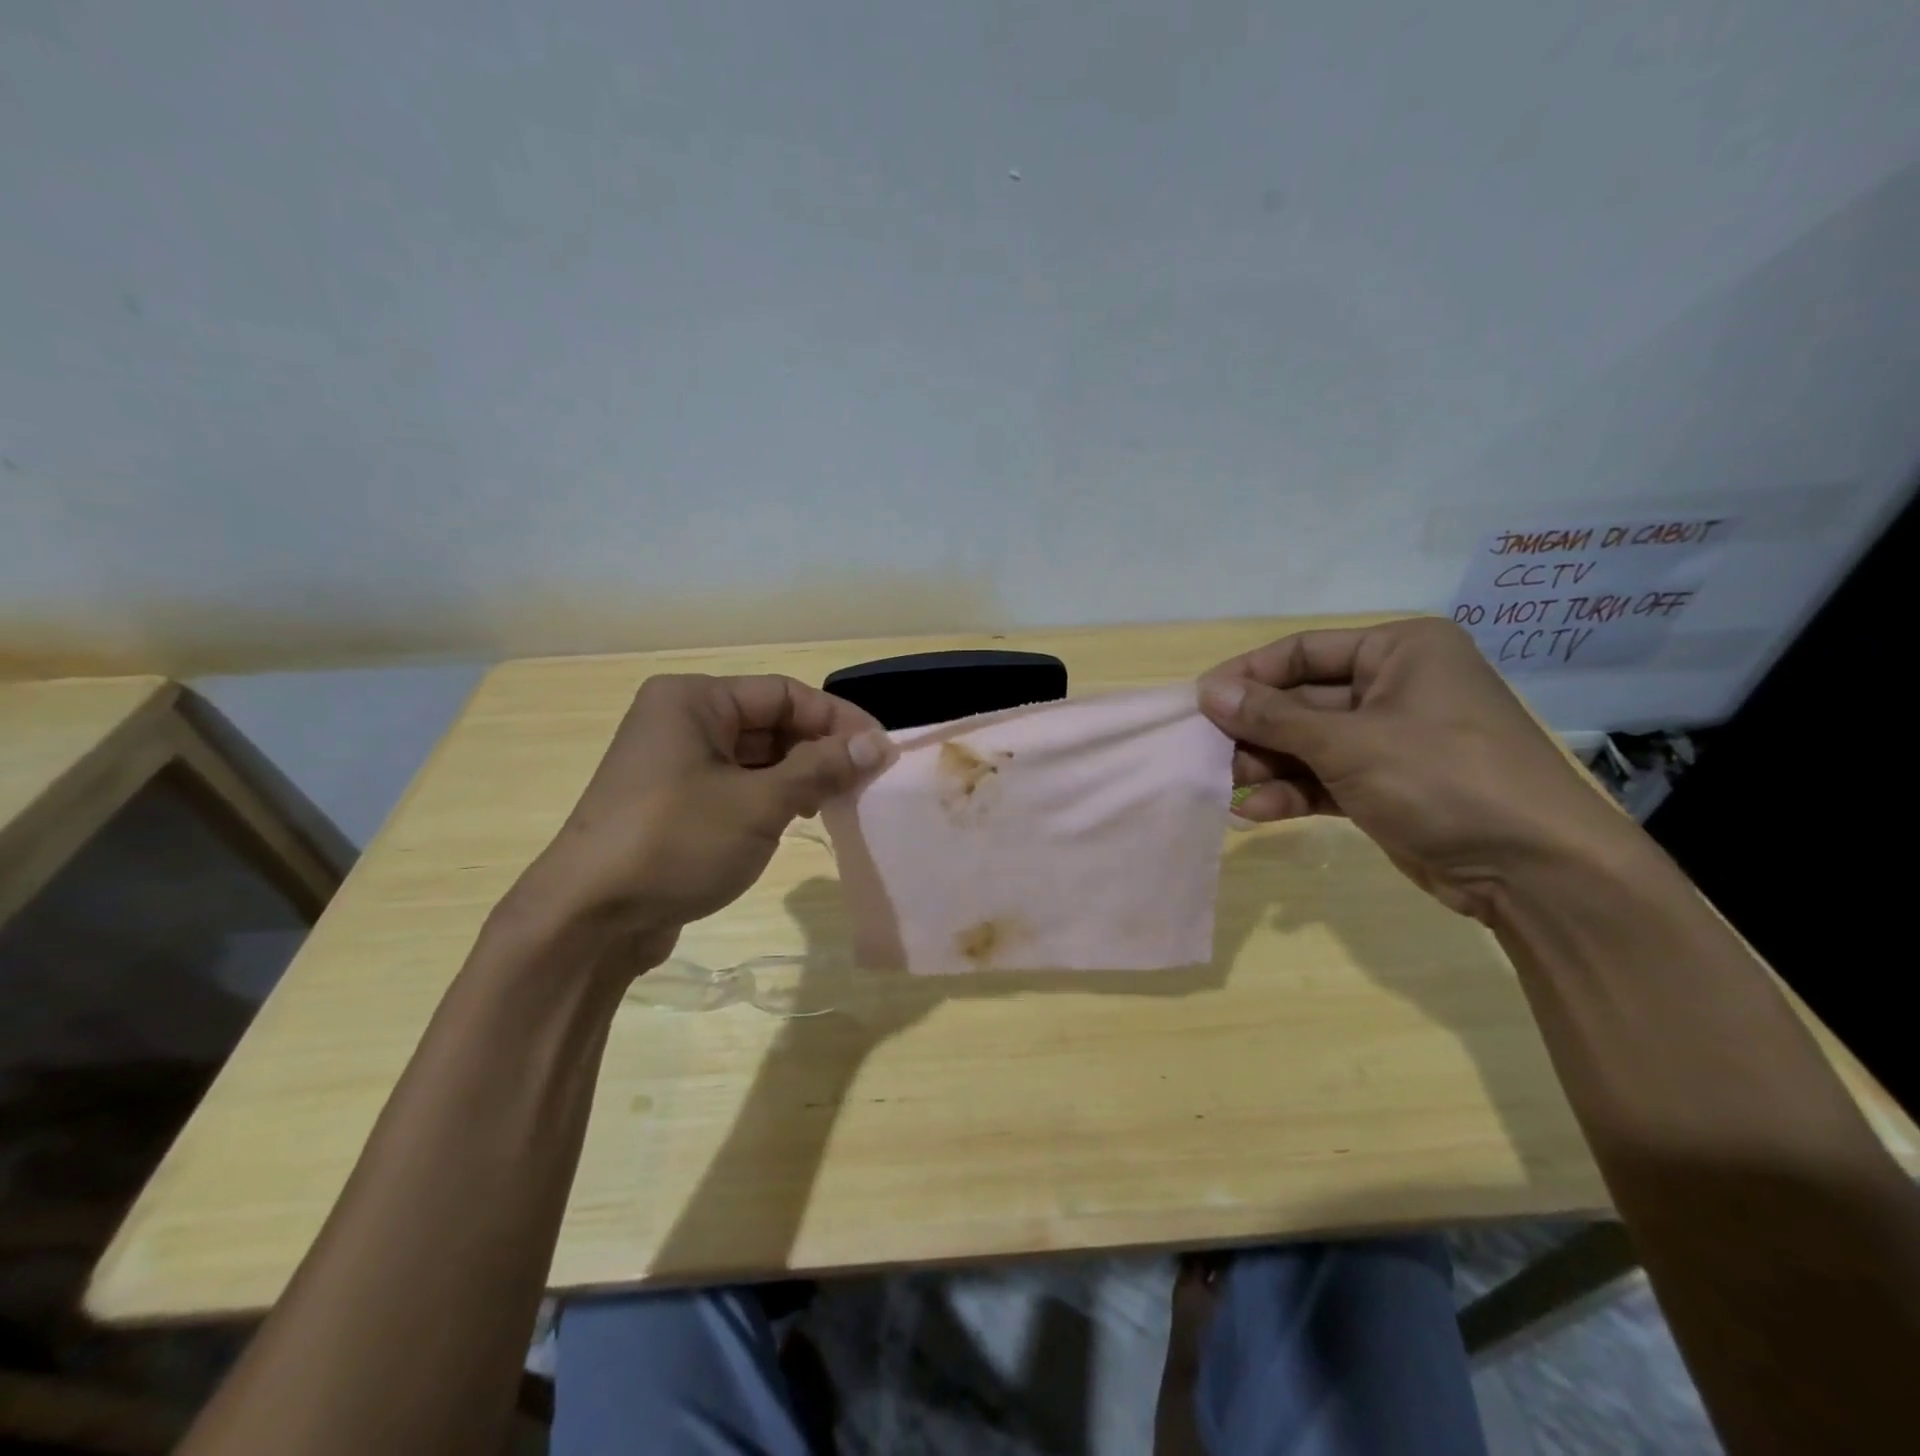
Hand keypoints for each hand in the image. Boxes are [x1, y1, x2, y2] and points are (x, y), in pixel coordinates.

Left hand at [504, 674, 887, 965]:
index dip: (838, 719)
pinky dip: (773, 796)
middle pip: (771, 722)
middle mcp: (682, 719)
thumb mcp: (758, 804)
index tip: (881, 751)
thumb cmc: (675, 843)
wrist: (587, 921)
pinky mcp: (676, 801)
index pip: (785, 693)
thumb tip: (879, 745)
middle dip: (820, 748)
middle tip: (866, 781)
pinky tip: (799, 818)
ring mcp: (675, 762)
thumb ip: (821, 769)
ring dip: (801, 774)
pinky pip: (737, 784)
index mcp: (694, 700)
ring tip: (839, 802)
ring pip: (757, 755)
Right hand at [1199, 617, 1634, 920]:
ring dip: (1267, 765)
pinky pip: (1325, 779)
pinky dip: (1293, 792)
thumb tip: (1207, 692)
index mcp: (1399, 651)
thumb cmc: (1444, 778)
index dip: (1247, 675)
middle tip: (1205, 752)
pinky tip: (1257, 811)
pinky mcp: (1385, 787)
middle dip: (1254, 729)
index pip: (1302, 651)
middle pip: (1301, 701)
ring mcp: (1390, 740)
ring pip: (1307, 744)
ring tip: (1225, 785)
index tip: (1199, 702)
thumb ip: (1273, 718)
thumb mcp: (1350, 742)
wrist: (1535, 871)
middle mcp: (1393, 688)